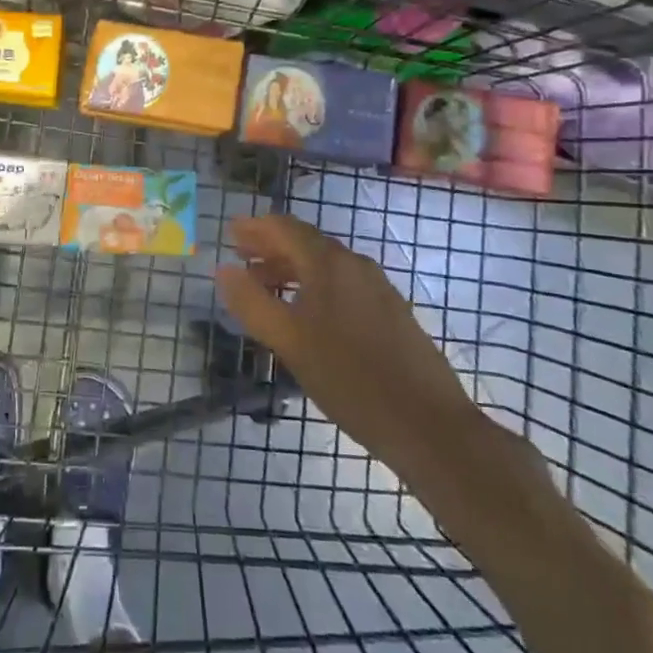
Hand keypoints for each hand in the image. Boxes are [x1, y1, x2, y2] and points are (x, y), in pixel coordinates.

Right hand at [215, 215, 475, 459]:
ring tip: (265, 286)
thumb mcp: (289, 341)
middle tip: (241, 257)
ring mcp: (378, 288)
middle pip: (306, 243)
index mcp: (329, 263)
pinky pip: (342, 284)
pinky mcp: (391, 312)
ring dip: (291, 268)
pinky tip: (306, 313)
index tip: (230, 233)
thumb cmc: (350, 378)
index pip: (285, 228)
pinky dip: (314, 286)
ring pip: (325, 265)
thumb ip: (252, 302)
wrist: (428, 424)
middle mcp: (355, 265)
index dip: (255, 228)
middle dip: (270, 247)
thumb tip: (224, 269)